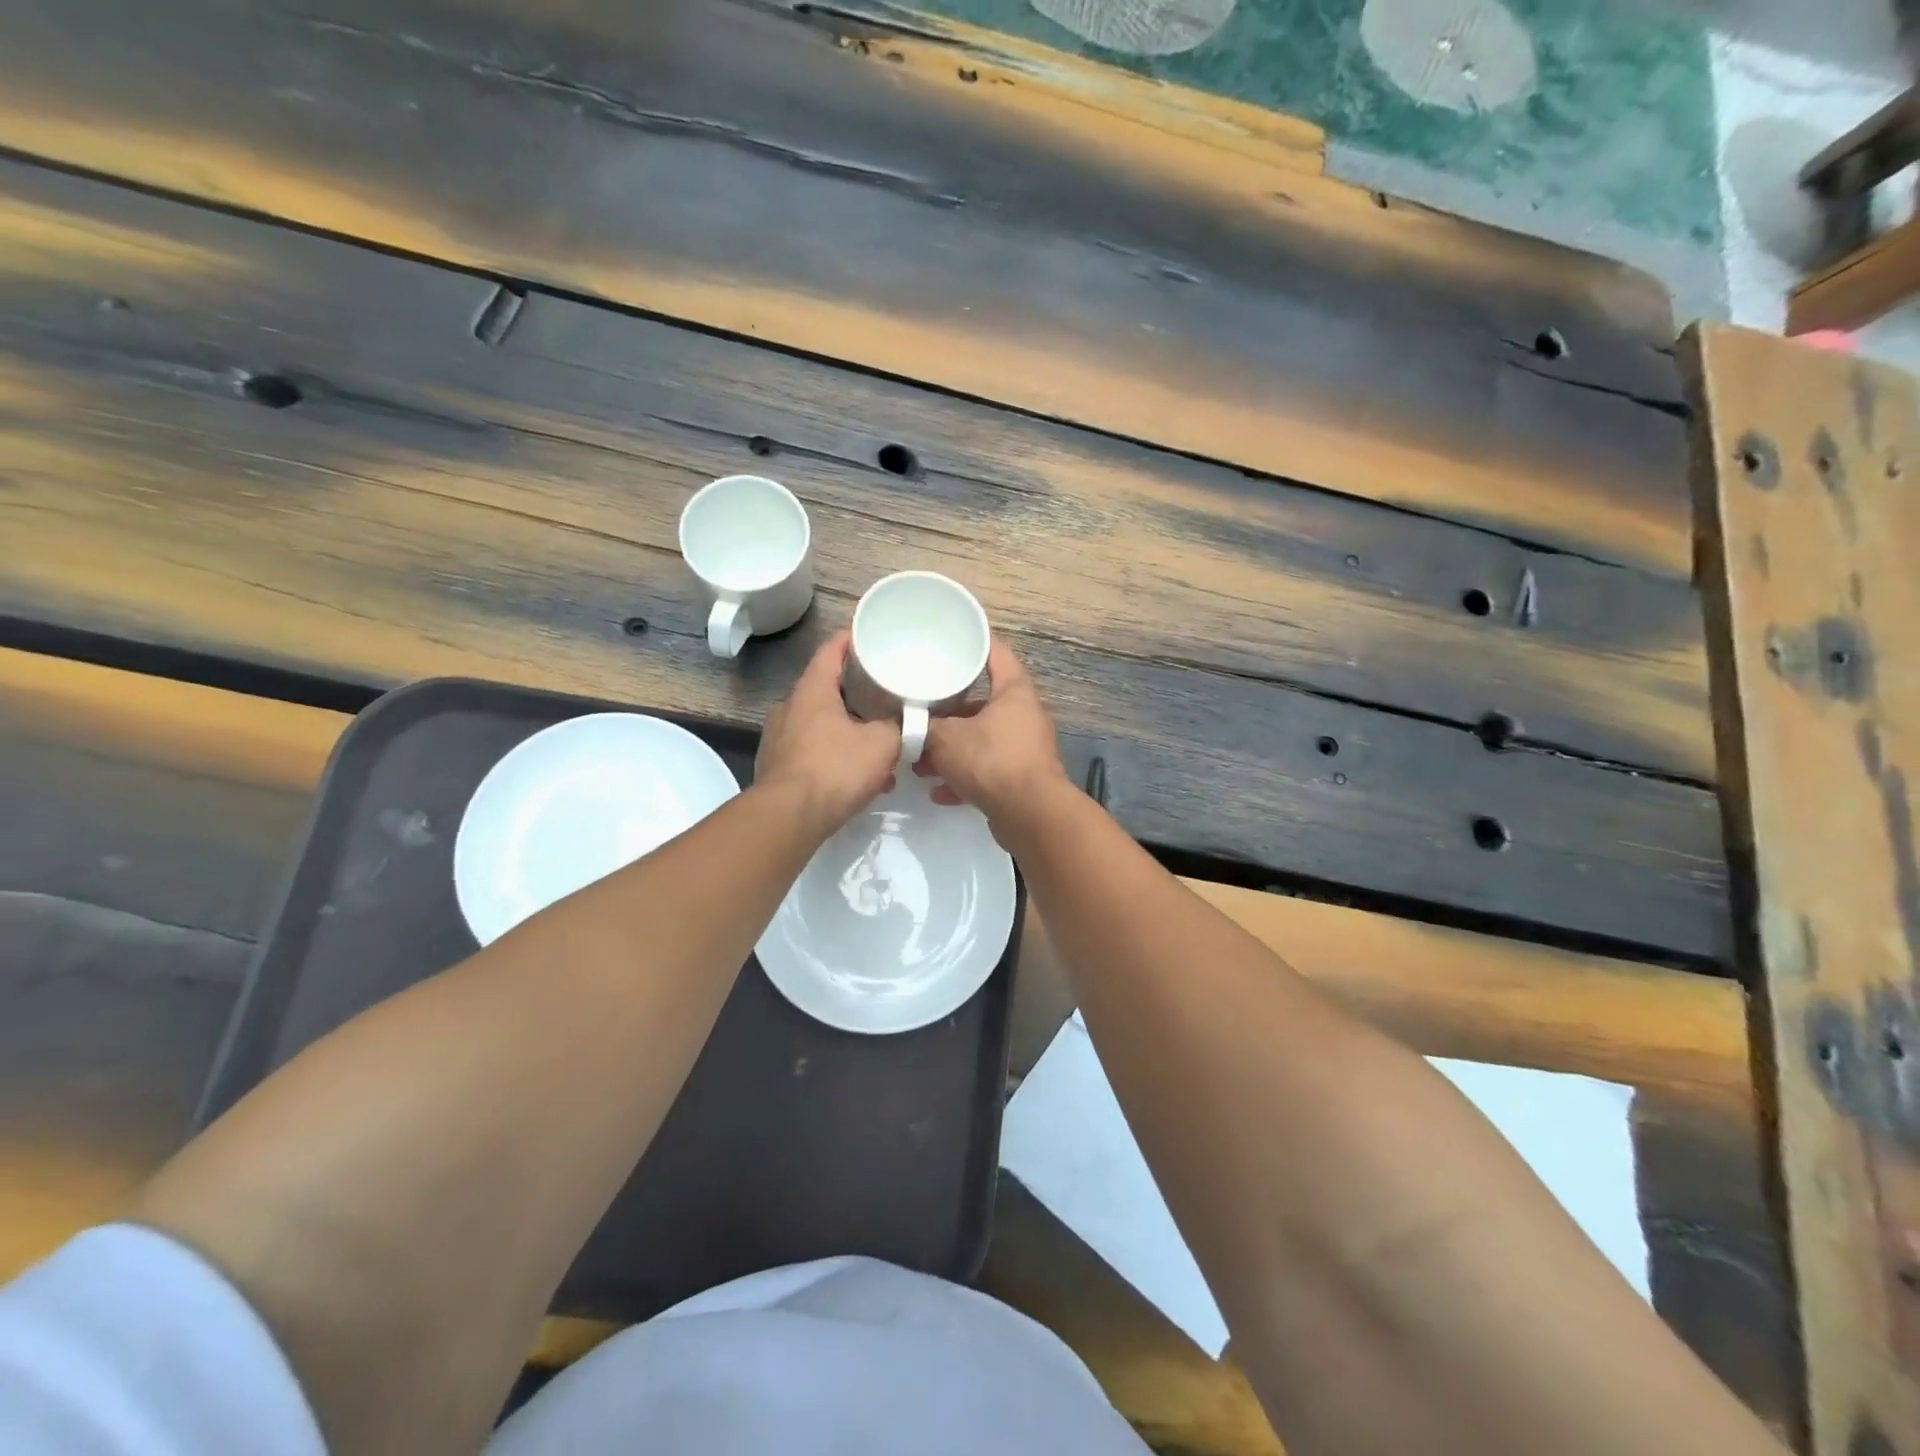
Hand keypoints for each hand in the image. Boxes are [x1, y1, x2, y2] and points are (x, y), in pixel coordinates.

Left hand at [756, 631, 900, 840]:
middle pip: (826, 688)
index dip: (851, 639)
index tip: (870, 635)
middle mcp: (789, 707)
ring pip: (821, 724)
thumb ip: (900, 727)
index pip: (831, 650)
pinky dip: (837, 756)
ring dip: (849, 730)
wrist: (789, 817)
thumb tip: (910, 722)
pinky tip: (861, 778)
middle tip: (884, 692)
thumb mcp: (882, 744)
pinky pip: (813, 751)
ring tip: (878, 743)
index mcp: (812, 691)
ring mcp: (779, 738)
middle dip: (856, 691)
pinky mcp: (778, 767)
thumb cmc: (835, 768)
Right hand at [918, 638, 1067, 830]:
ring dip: (952, 752)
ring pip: (981, 741)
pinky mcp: (1021, 778)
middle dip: (949, 714)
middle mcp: (1024, 715)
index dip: (974, 642)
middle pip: (982, 704)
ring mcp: (1024, 748)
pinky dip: (964, 778)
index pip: (995, 653)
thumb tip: (909, 725)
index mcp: (1014, 692)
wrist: (1030, 814)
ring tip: (920, 763)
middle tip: (921, 714)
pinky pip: (987, 771)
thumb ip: (924, 727)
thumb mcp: (947, 738)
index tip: (952, 637)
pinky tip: (939, 792)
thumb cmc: (991, 760)